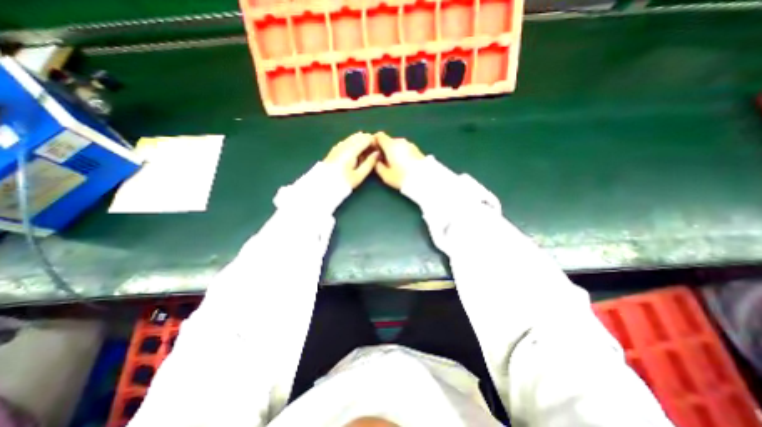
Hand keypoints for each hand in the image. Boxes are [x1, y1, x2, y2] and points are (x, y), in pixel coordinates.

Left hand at [323, 132, 378, 185]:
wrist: (324, 186)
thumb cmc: (343, 183)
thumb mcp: (359, 176)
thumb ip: (369, 163)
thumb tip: (377, 153)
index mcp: (351, 151)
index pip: (365, 139)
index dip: (374, 141)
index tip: (378, 148)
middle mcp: (344, 145)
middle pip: (358, 136)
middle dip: (367, 140)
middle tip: (373, 149)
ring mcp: (338, 146)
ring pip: (352, 138)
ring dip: (360, 141)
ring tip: (365, 151)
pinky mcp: (334, 150)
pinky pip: (346, 141)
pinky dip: (353, 143)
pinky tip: (355, 152)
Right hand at [375, 132, 426, 187]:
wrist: (424, 179)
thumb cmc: (401, 177)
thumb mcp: (385, 175)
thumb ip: (377, 166)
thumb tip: (375, 160)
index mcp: (390, 145)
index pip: (379, 135)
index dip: (374, 141)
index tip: (372, 150)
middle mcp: (400, 141)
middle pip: (388, 141)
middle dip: (384, 148)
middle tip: (381, 160)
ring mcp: (410, 144)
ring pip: (397, 145)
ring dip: (393, 151)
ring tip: (392, 163)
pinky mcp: (416, 149)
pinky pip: (404, 148)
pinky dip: (401, 153)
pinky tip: (402, 163)